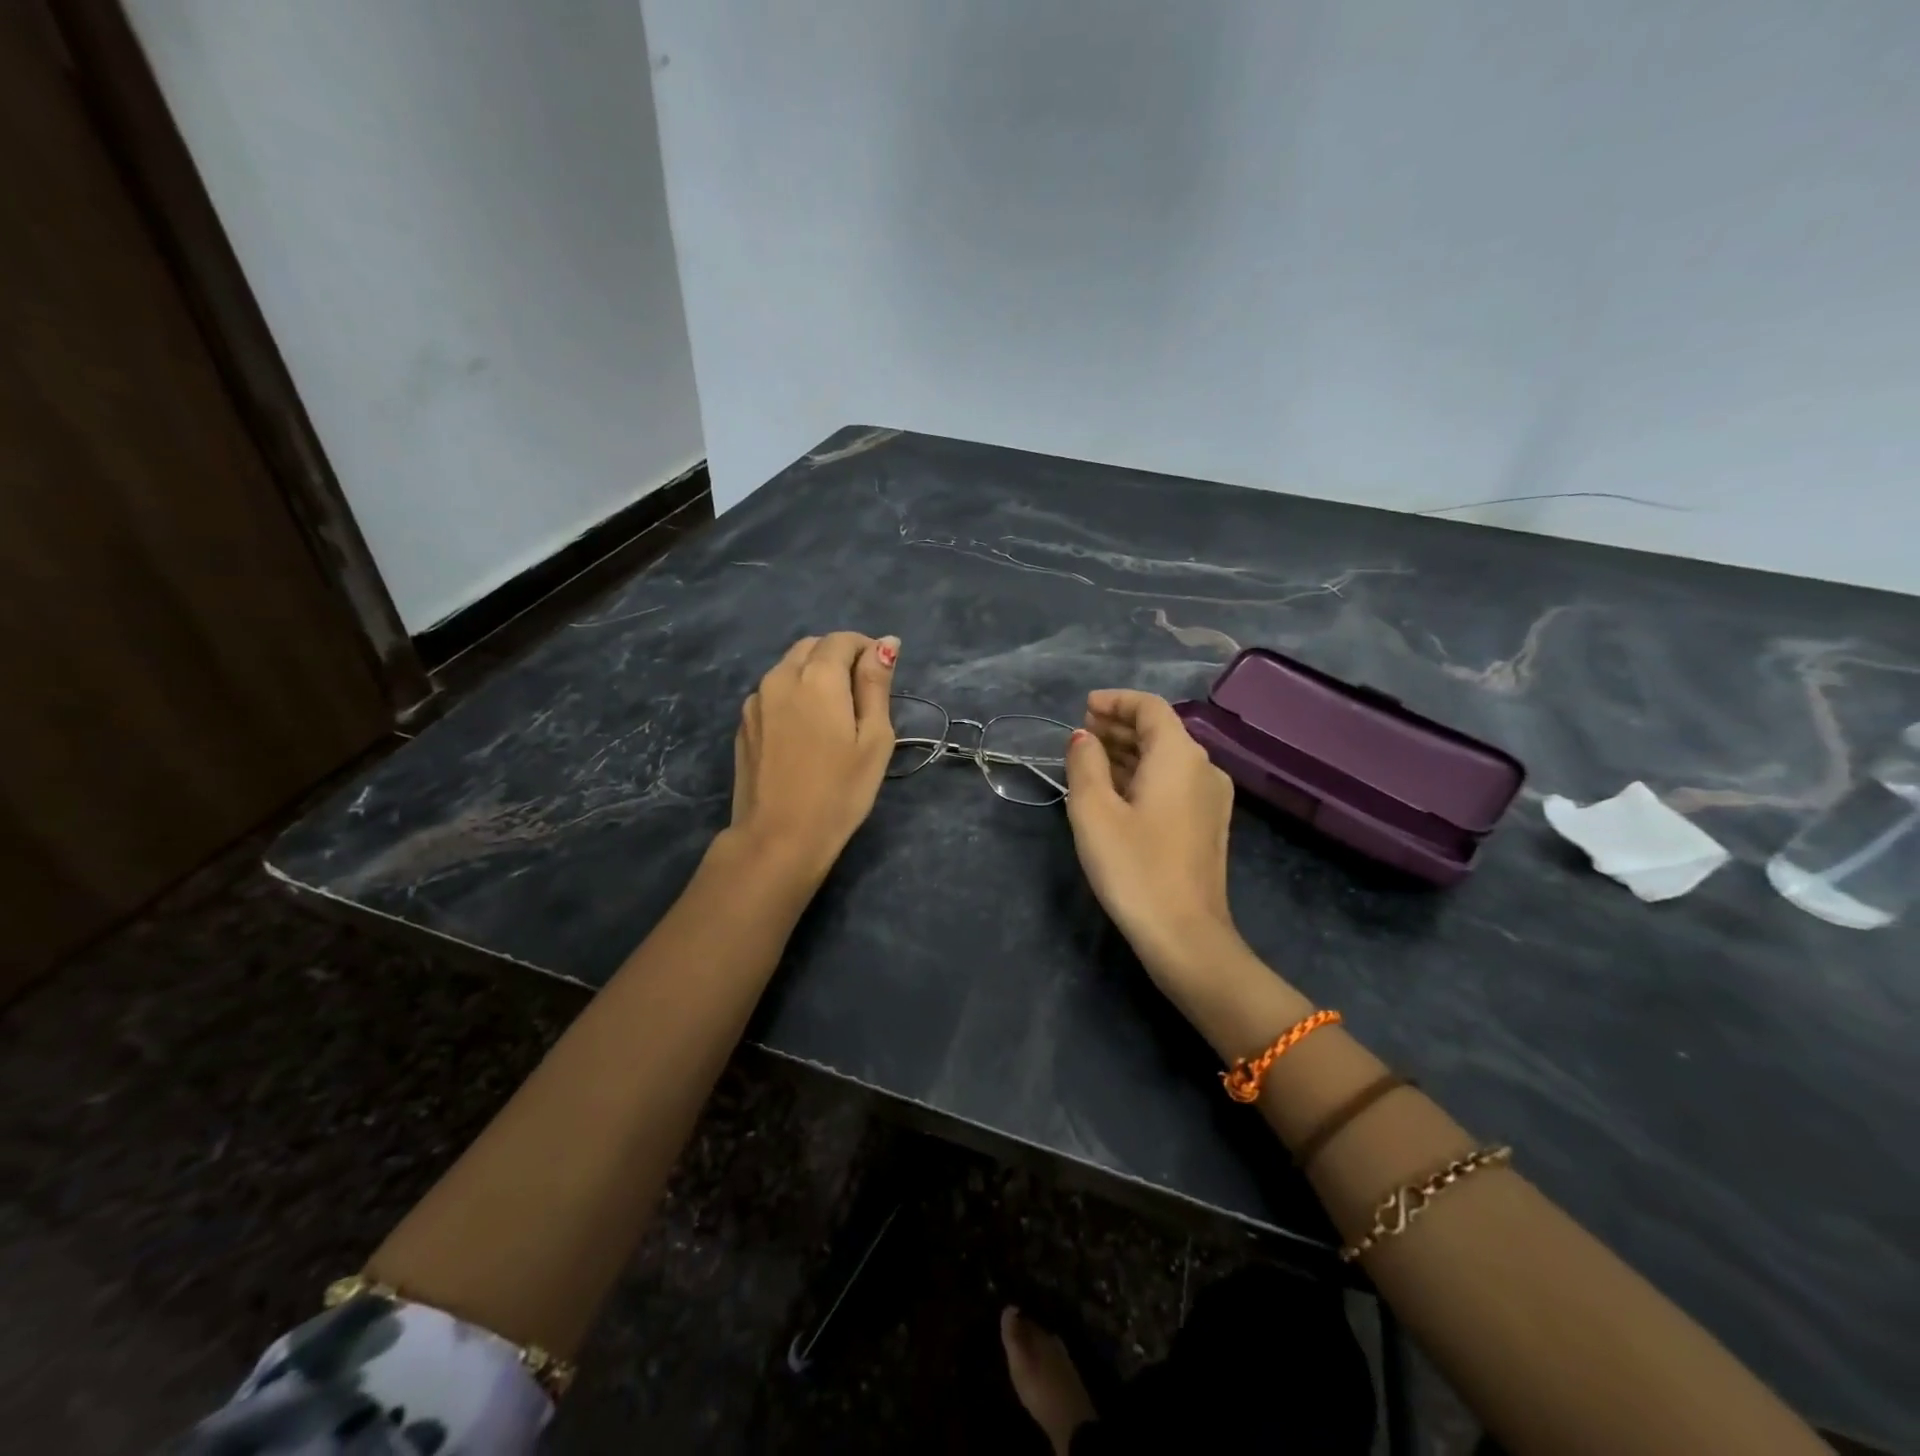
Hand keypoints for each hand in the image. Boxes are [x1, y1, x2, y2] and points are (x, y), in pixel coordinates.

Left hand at [730, 632, 898, 879]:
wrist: (778, 837)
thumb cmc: (839, 791)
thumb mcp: (874, 738)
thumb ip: (876, 684)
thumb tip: (886, 643)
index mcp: (817, 677)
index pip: (843, 640)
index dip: (866, 649)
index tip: (881, 676)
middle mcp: (780, 677)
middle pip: (812, 647)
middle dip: (838, 658)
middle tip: (860, 696)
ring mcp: (756, 701)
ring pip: (789, 668)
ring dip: (813, 675)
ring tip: (833, 716)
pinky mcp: (743, 724)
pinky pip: (773, 693)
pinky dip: (793, 696)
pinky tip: (805, 732)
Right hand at [1064, 689, 1242, 985]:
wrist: (1185, 935)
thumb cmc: (1134, 867)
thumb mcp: (1093, 811)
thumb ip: (1085, 763)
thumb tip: (1084, 738)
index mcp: (1179, 755)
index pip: (1149, 707)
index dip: (1115, 701)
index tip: (1083, 708)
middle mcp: (1204, 768)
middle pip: (1161, 730)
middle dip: (1119, 725)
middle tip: (1081, 734)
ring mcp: (1212, 798)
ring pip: (1168, 758)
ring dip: (1130, 752)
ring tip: (1091, 759)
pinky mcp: (1209, 824)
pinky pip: (1174, 782)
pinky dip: (1144, 775)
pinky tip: (1117, 791)